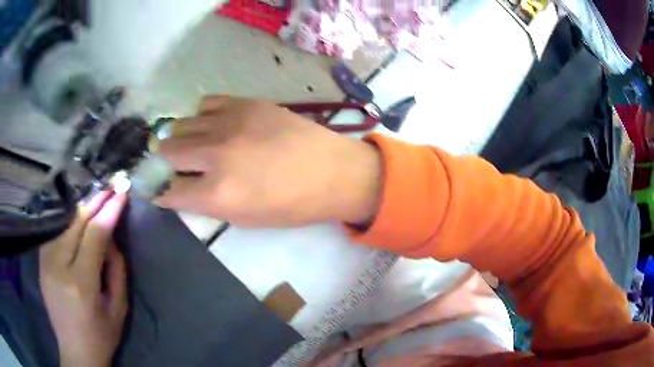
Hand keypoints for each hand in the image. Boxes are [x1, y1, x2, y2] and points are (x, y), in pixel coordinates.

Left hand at [39, 191, 127, 366]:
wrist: (75, 351)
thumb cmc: (101, 335)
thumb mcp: (118, 308)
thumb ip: (116, 269)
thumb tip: (110, 236)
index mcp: (81, 284)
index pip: (94, 235)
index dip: (109, 211)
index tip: (121, 193)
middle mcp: (58, 267)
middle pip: (76, 223)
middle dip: (95, 202)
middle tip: (110, 187)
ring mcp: (45, 263)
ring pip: (63, 223)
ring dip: (81, 210)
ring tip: (96, 199)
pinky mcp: (40, 262)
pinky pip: (54, 232)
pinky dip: (67, 222)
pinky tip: (77, 217)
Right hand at [156, 96, 381, 226]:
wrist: (331, 171)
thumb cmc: (291, 205)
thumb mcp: (244, 219)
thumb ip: (207, 204)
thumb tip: (181, 190)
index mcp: (217, 193)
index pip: (170, 191)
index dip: (163, 192)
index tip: (162, 190)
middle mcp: (215, 154)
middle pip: (169, 150)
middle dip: (166, 161)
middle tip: (172, 164)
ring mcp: (229, 123)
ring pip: (182, 124)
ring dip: (179, 137)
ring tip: (189, 143)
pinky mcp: (245, 103)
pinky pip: (206, 104)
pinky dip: (201, 116)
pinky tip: (211, 124)